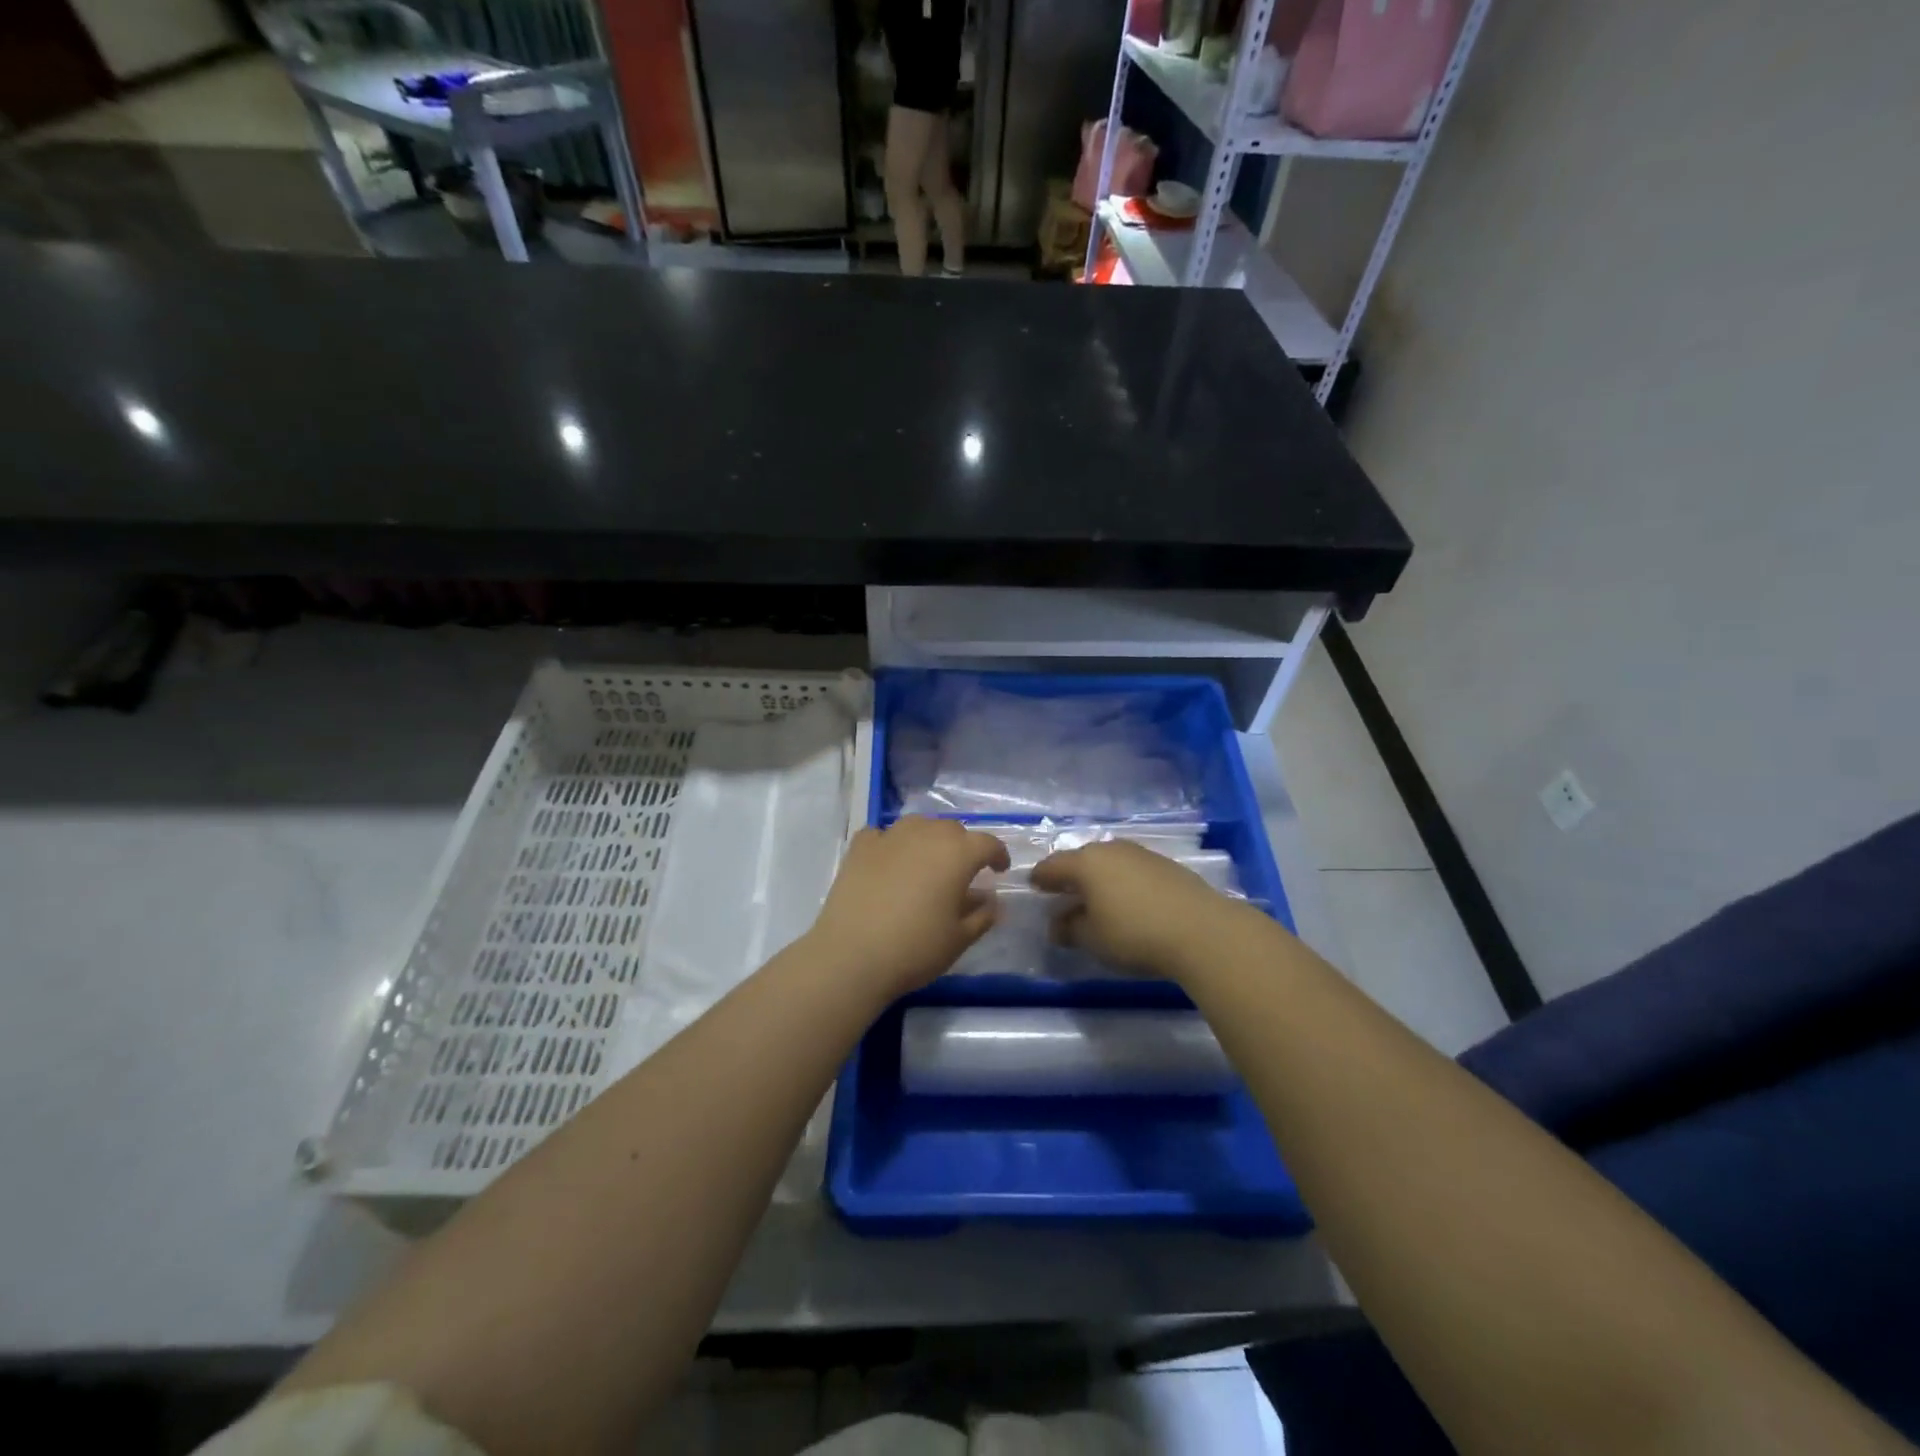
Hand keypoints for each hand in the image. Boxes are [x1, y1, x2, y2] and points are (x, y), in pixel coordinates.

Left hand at [807, 816, 1011, 998]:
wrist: (852, 956)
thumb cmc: (915, 949)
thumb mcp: (960, 939)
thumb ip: (983, 915)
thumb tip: (992, 900)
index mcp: (957, 854)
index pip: (987, 843)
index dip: (998, 855)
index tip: (999, 870)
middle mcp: (926, 834)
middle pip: (952, 830)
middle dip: (962, 846)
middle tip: (962, 872)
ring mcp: (890, 836)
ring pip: (918, 825)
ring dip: (928, 839)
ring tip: (926, 863)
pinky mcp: (860, 847)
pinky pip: (883, 835)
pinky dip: (891, 844)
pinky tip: (889, 862)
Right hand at [1030, 840, 1248, 978]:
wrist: (1200, 930)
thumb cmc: (1134, 934)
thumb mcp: (1093, 939)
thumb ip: (1069, 929)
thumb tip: (1057, 925)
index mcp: (1085, 863)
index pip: (1052, 866)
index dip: (1040, 879)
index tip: (1034, 888)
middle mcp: (1110, 850)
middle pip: (1081, 859)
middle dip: (1070, 876)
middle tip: (1065, 895)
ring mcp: (1141, 854)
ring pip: (1109, 862)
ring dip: (1099, 878)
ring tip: (1098, 900)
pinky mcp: (1166, 864)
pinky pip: (1132, 869)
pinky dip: (1123, 881)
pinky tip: (1129, 901)